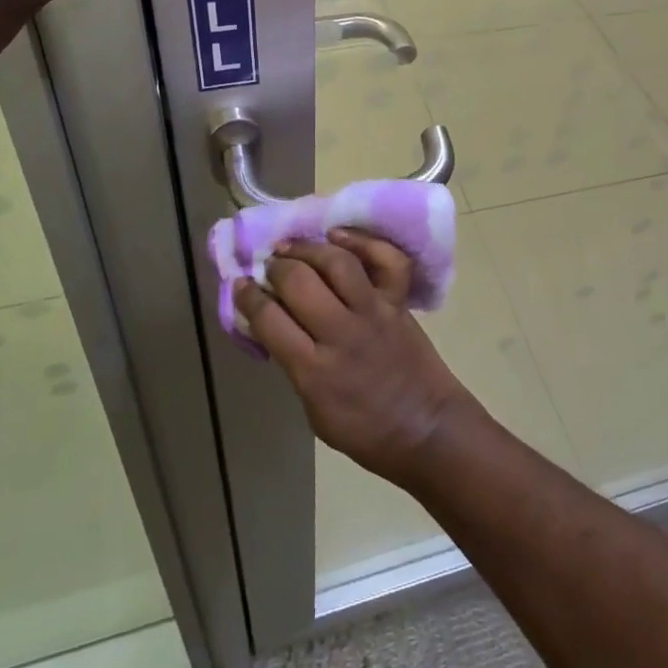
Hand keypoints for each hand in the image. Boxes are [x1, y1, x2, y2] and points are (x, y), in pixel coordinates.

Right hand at [235, 231, 481, 486]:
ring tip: (292, 246)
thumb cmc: (365, 431)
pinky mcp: (398, 301)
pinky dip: (363, 242)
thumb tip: (274, 326)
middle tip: (269, 265)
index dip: (249, 297)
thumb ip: (294, 365)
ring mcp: (373, 311)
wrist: (426, 429)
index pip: (270, 319)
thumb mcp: (314, 411)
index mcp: (313, 370)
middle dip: (276, 267)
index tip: (241, 284)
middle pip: (299, 282)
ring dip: (309, 248)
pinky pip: (386, 260)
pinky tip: (339, 236)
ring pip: (337, 263)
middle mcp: (341, 332)